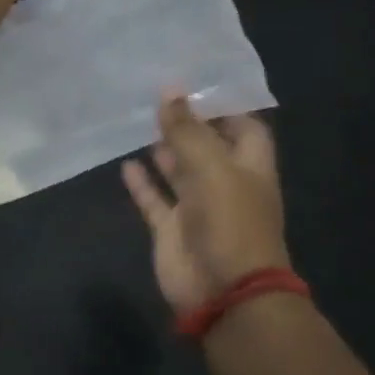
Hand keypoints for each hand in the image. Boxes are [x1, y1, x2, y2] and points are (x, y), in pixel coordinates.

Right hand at [122, 96, 288, 312]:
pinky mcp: (171, 229)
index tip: (192, 82)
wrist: (224, 292)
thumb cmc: (230, 222)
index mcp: (249, 167)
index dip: (222, 106)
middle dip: (185, 123)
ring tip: (137, 120)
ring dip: (162, 149)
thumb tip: (169, 89)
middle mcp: (225, 184)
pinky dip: (141, 183)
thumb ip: (187, 129)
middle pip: (207, 146)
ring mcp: (197, 208)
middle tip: (154, 93)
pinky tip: (125, 163)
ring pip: (178, 171)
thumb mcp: (212, 167)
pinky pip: (154, 200)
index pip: (243, 127)